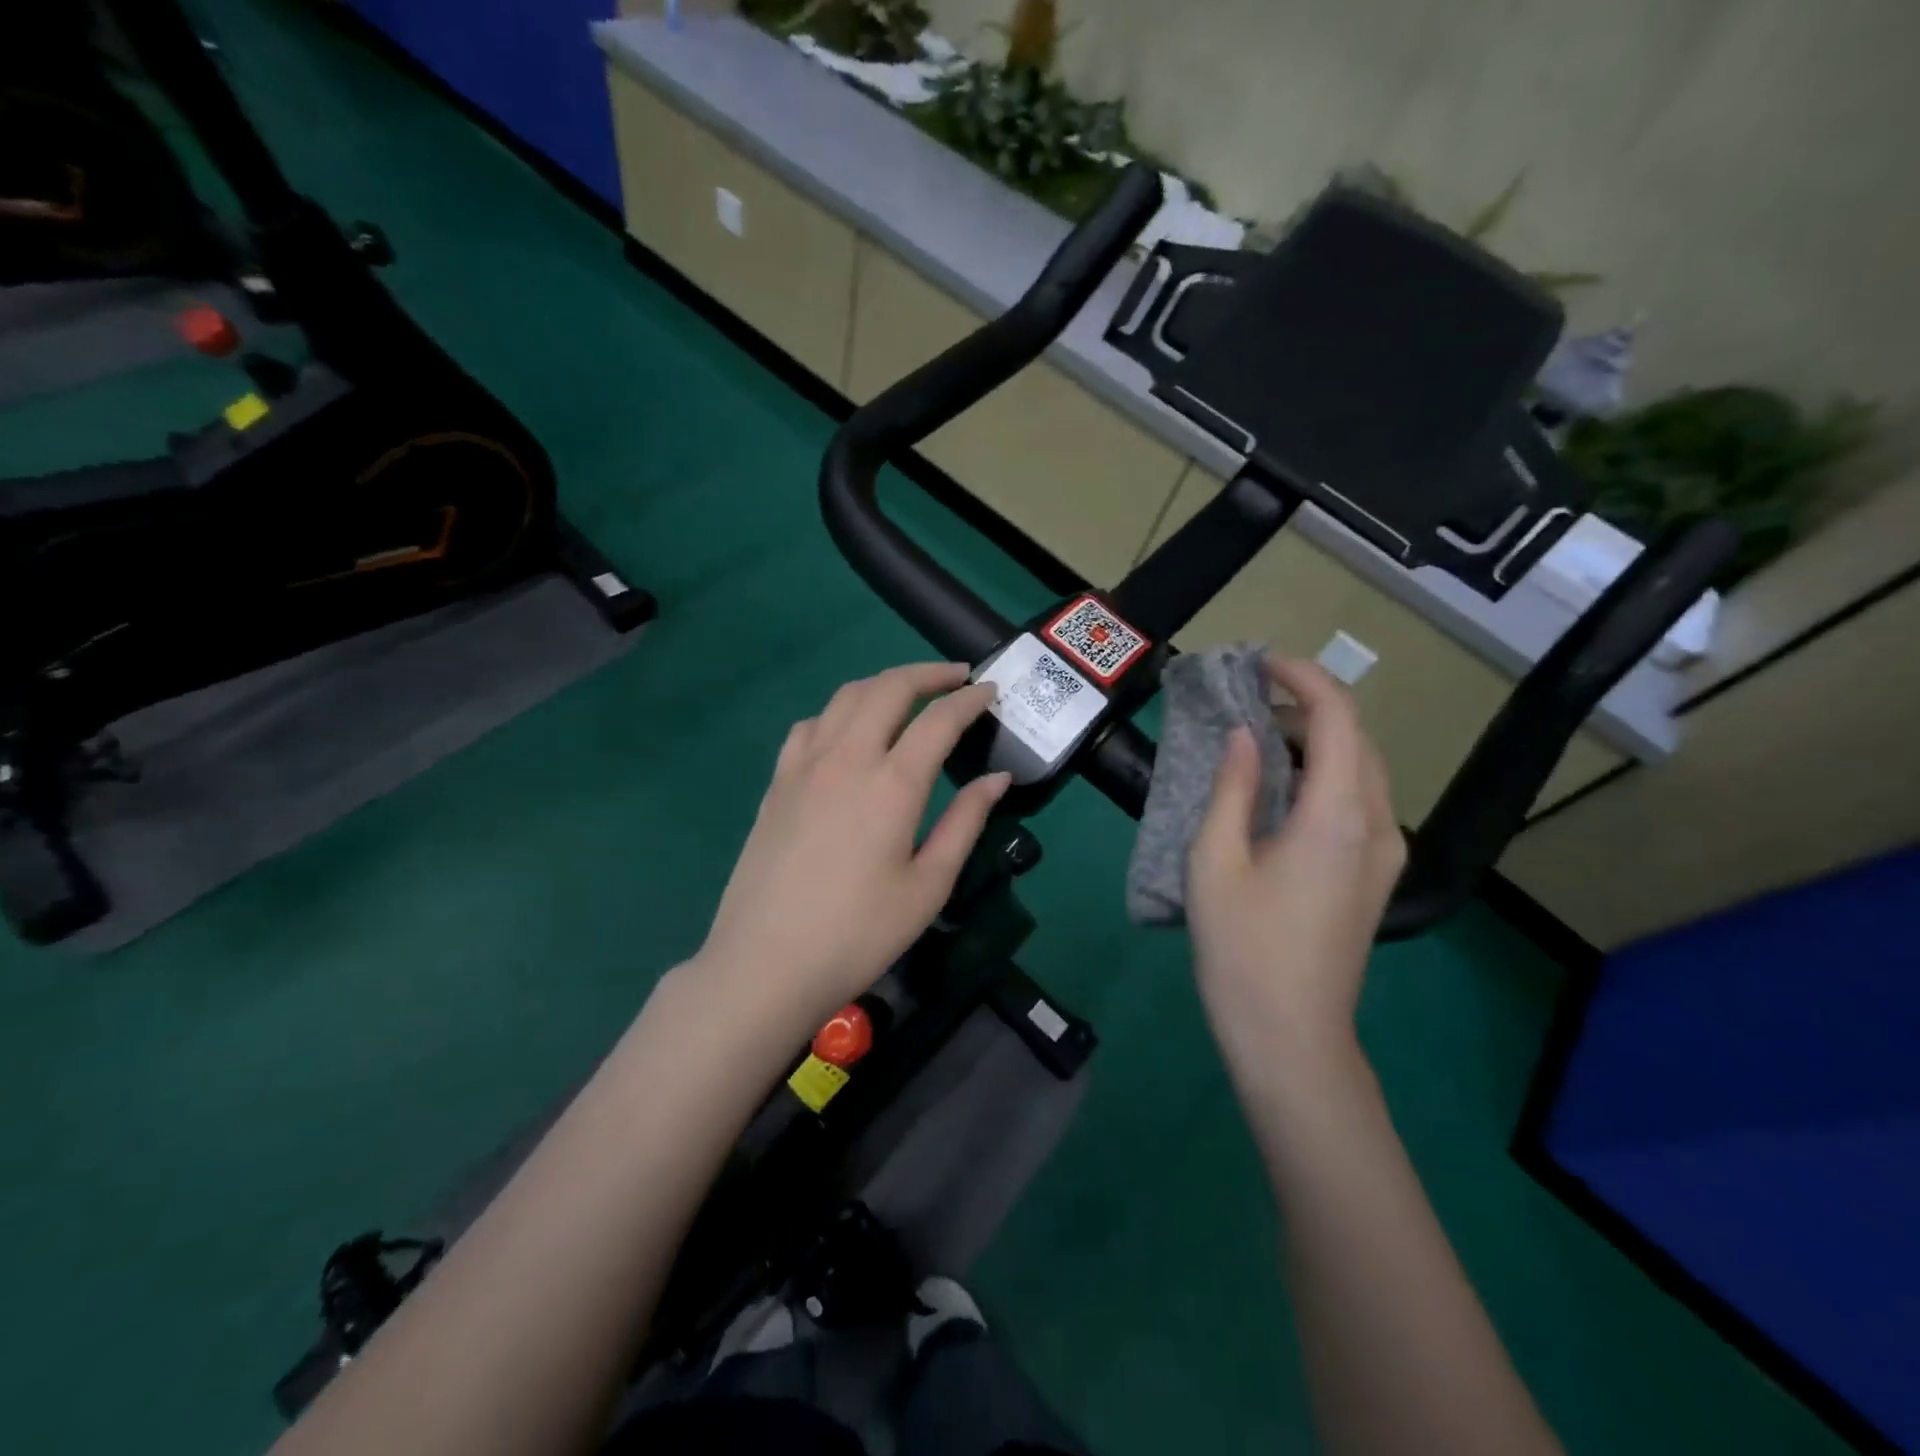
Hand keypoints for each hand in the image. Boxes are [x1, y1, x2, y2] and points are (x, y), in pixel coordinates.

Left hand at [691, 662, 1010, 1030]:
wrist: (766, 964)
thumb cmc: (859, 934)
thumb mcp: (929, 886)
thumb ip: (966, 823)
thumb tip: (998, 778)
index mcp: (892, 784)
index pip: (939, 720)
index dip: (970, 700)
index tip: (991, 692)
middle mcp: (847, 758)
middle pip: (889, 688)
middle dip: (928, 673)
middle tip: (957, 677)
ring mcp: (804, 766)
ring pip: (846, 697)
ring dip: (884, 683)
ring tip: (909, 693)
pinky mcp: (777, 782)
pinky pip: (811, 725)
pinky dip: (840, 711)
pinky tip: (849, 732)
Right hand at [1186, 657, 1405, 1054]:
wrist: (1291, 1036)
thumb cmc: (1243, 948)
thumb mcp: (1216, 861)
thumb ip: (1232, 788)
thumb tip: (1244, 735)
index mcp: (1336, 817)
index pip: (1338, 719)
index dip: (1303, 679)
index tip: (1260, 665)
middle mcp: (1377, 826)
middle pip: (1358, 739)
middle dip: (1309, 706)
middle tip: (1249, 701)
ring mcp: (1384, 854)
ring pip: (1365, 771)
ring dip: (1319, 740)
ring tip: (1260, 738)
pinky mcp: (1376, 876)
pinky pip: (1361, 802)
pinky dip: (1327, 775)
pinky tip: (1283, 790)